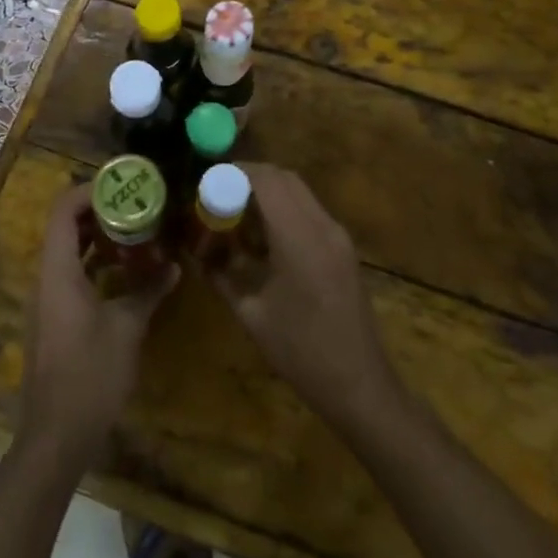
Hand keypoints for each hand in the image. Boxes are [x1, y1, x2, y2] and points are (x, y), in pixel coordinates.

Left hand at [19, 185, 178, 469]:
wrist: (56, 436)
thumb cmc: (90, 374)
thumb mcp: (127, 328)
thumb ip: (148, 290)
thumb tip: (174, 265)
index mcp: (58, 270)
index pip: (63, 210)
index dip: (90, 190)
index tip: (124, 185)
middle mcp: (47, 277)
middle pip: (65, 226)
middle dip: (100, 210)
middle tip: (138, 204)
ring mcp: (48, 298)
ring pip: (69, 250)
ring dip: (99, 236)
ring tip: (138, 229)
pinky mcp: (55, 317)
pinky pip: (72, 273)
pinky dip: (96, 262)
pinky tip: (127, 270)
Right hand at [210, 165, 402, 432]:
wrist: (359, 384)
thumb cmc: (301, 352)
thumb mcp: (252, 315)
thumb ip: (222, 277)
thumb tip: (198, 256)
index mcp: (299, 237)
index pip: (266, 181)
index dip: (235, 173)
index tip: (208, 183)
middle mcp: (323, 226)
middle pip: (284, 178)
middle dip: (249, 179)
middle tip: (219, 197)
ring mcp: (338, 236)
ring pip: (299, 193)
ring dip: (267, 195)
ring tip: (237, 219)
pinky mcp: (343, 249)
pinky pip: (310, 212)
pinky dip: (284, 212)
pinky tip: (264, 241)